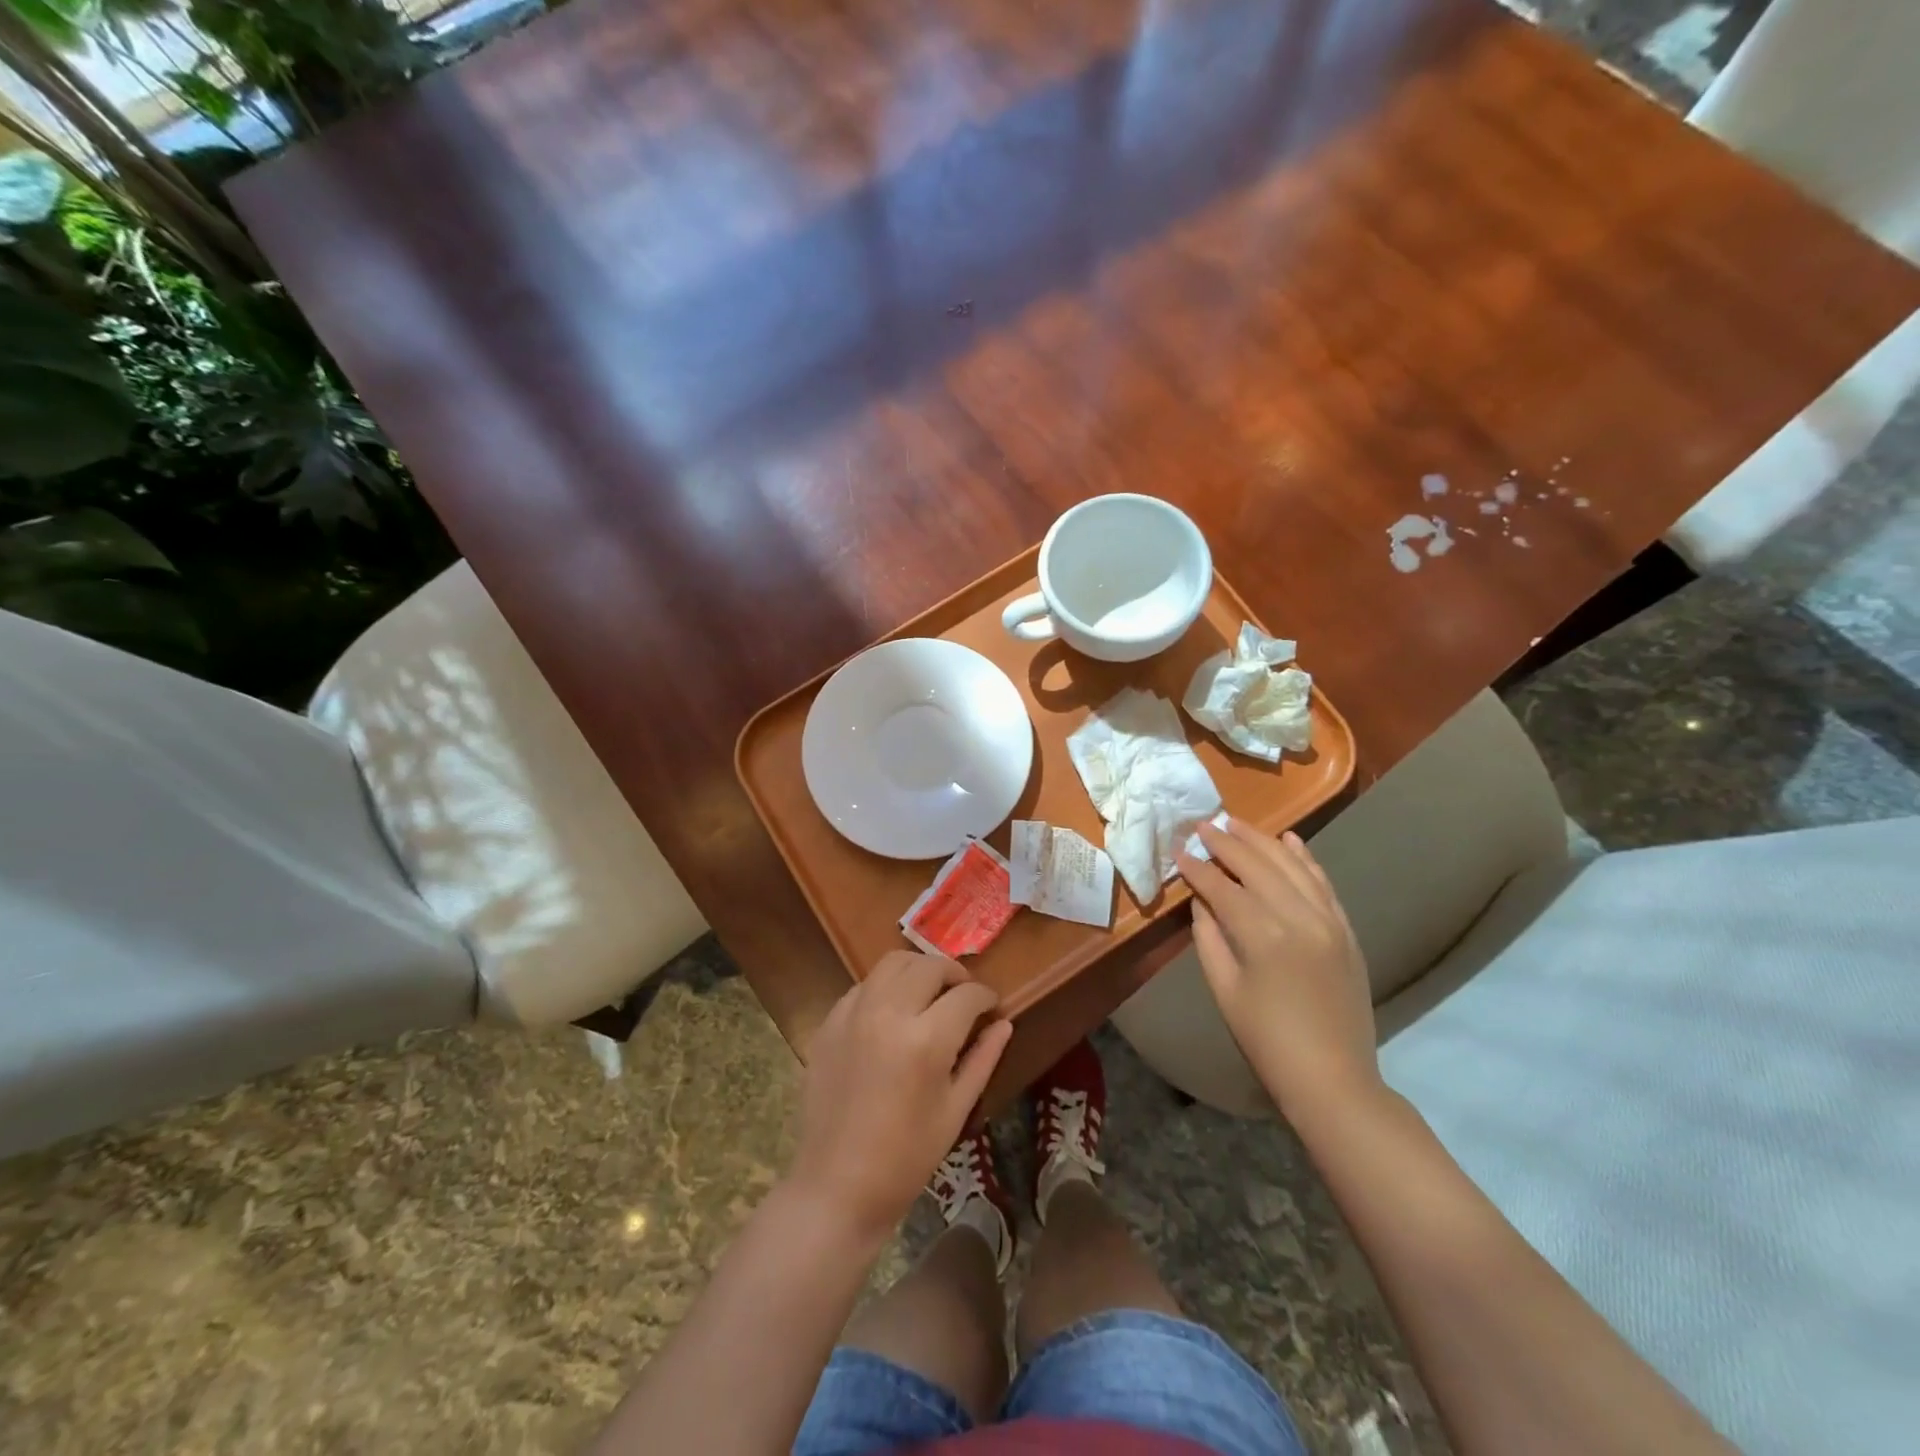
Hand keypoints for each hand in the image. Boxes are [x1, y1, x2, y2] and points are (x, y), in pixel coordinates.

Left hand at [788, 951, 1011, 1242]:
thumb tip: (1004, 1024)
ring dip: (919, 970)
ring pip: (893, 963)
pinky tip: (892, 1012)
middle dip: (955, 975)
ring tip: (929, 992)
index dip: (986, 997)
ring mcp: (854, 1013)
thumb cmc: (906, 1158)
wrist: (837, 1186)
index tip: (992, 1007)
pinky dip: (885, 987)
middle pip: (929, 966)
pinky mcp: (829, 1022)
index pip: (967, 995)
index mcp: (927, 1040)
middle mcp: (889, 1013)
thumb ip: (982, 1059)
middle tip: (964, 996)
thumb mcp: (955, 1110)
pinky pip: (863, 985)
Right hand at [1176, 820, 1383, 1122]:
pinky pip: (1324, 884)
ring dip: (1263, 841)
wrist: (1333, 1079)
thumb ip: (1209, 938)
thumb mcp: (1225, 990)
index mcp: (1263, 934)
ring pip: (1293, 866)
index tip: (1178, 849)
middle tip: (1203, 825)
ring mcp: (1329, 921)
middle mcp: (1299, 917)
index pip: (1223, 886)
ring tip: (1237, 824)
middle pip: (1258, 866)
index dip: (1197, 867)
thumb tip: (1200, 901)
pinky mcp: (1346, 931)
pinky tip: (1290, 840)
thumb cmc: (1267, 1041)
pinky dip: (1306, 859)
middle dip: (1227, 842)